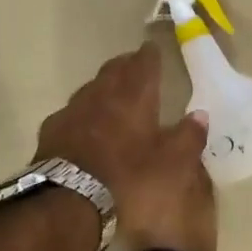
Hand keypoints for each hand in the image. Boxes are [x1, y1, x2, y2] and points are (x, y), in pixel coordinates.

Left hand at [34, 42, 217, 250]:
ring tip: (110, 92)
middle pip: (113, 70)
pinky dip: (82, 113)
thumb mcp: (172, 165)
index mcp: (133, 97)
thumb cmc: (128, 180)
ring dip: (102, 87)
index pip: (143, 65)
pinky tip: (82, 124)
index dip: (150, 56)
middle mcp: (101, 95)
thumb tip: (200, 115)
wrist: (69, 200)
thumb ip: (188, 138)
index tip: (153, 49)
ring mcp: (72, 111)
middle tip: (133, 65)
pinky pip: (71, 113)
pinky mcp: (51, 131)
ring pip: (90, 88)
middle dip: (125, 65)